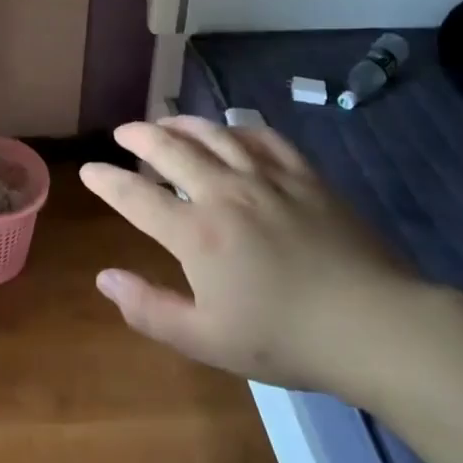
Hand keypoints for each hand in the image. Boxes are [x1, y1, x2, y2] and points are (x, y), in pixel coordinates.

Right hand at [80, 117, 419, 396]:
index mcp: (196, 233)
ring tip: (165, 122)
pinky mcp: (304, 175)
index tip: (89, 171)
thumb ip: (149, 309)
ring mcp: (266, 178)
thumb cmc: (285, 339)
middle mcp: (224, 192)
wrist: (374, 326)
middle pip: (170, 149)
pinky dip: (238, 128)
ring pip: (214, 134)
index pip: (136, 196)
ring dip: (182, 123)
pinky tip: (231, 131)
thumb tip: (104, 279)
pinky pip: (263, 137)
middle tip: (123, 132)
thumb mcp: (206, 340)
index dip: (107, 181)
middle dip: (139, 136)